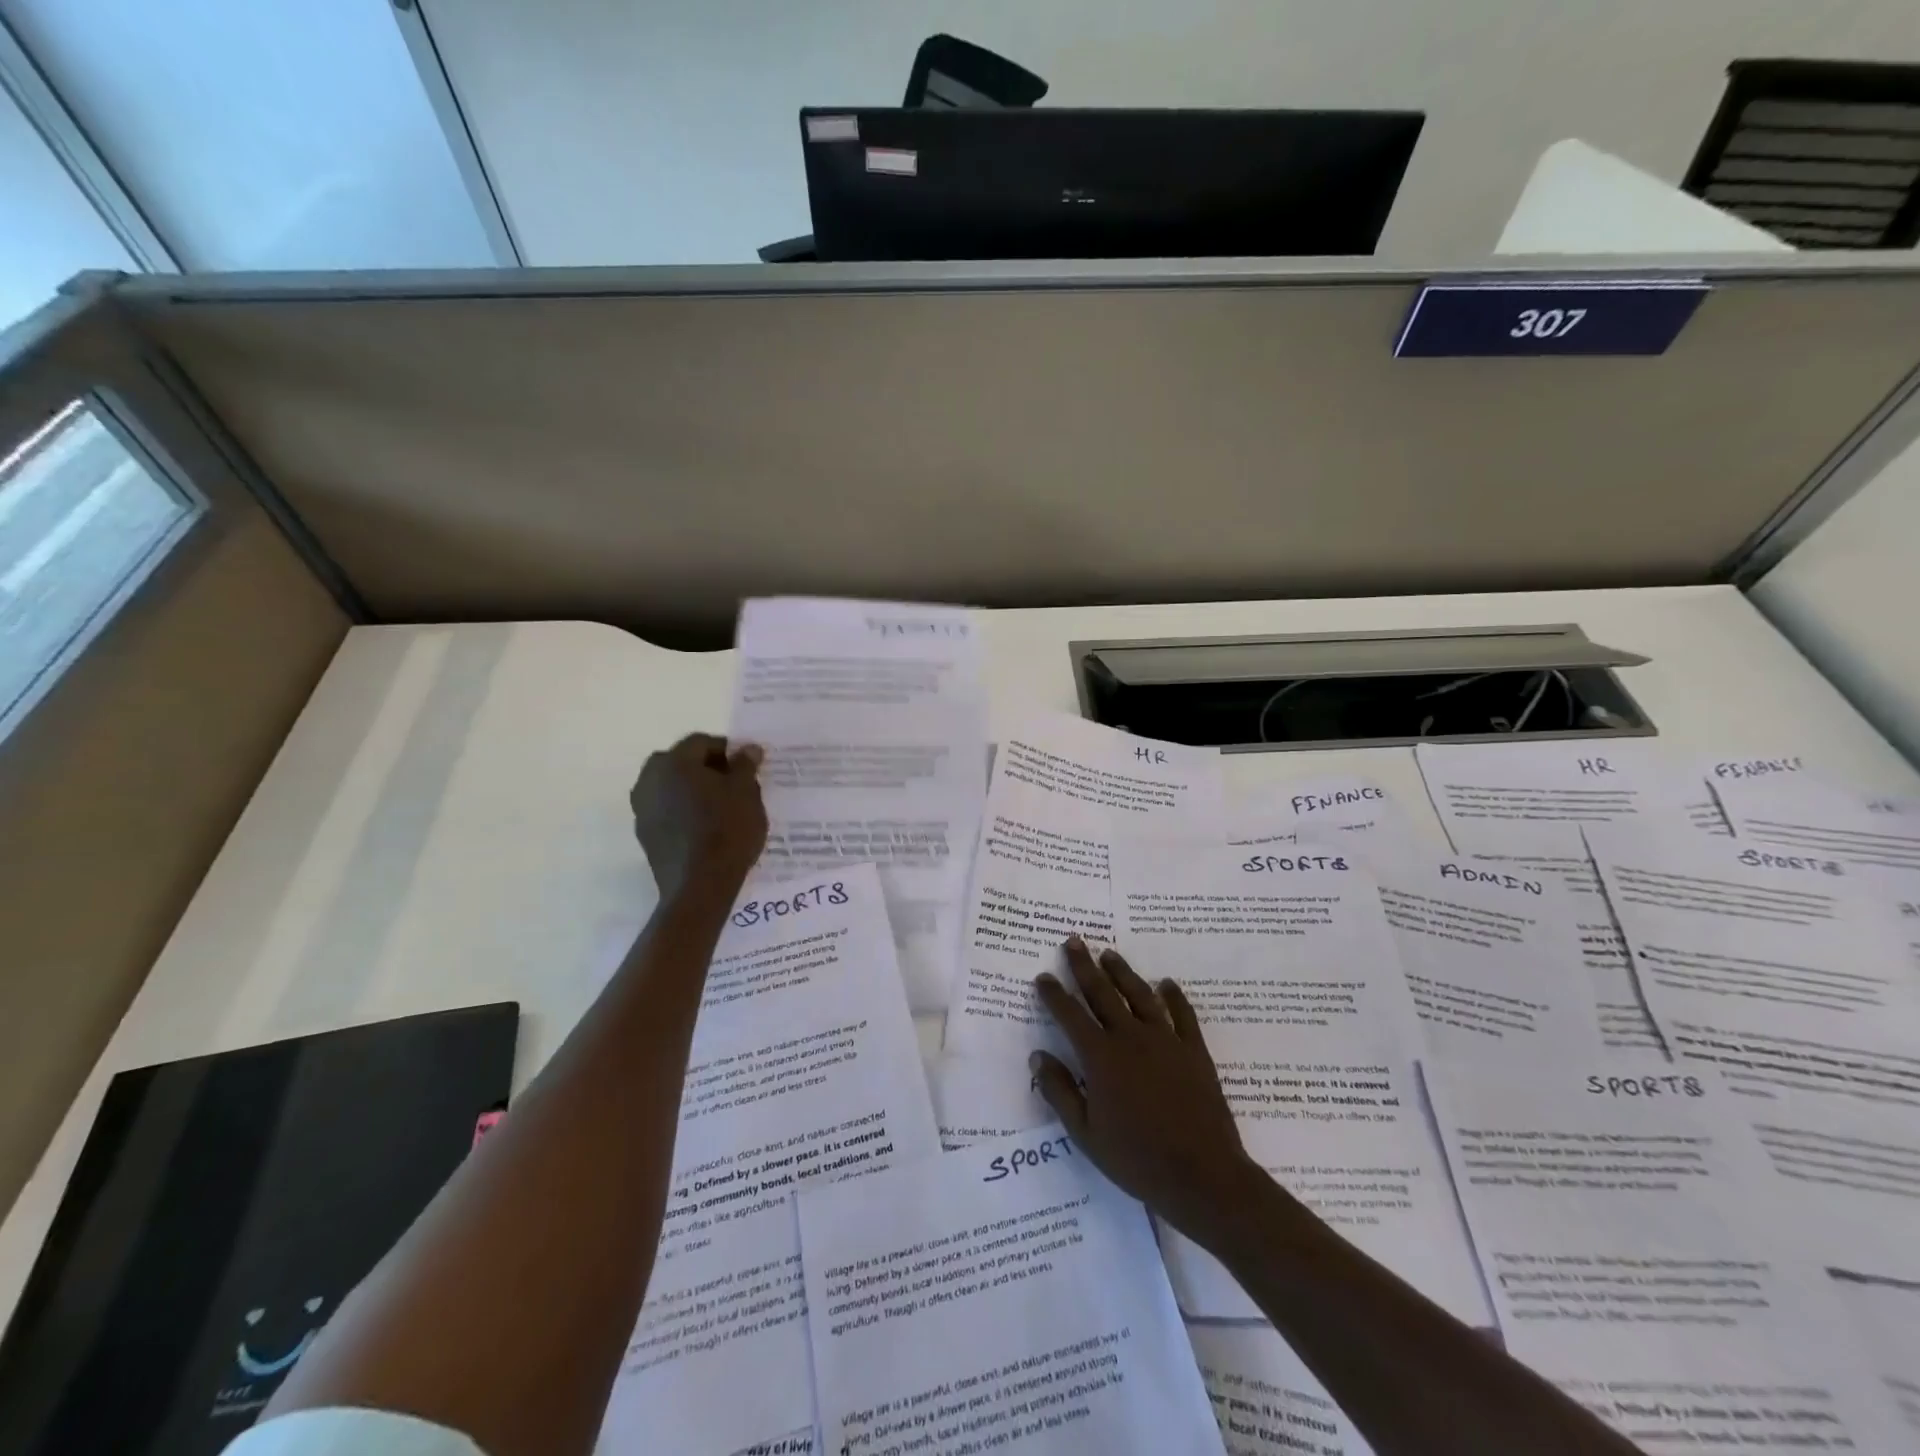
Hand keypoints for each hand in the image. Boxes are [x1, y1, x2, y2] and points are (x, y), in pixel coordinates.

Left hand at [630, 734, 767, 900]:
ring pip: (671, 787)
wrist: (700, 886)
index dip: (727, 749)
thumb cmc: (727, 829)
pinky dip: (683, 810)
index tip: (747, 765)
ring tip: (721, 805)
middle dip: (707, 768)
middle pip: (681, 762)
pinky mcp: (644, 834)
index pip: (702, 742)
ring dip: (693, 789)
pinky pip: (666, 810)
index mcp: (674, 762)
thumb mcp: (746, 792)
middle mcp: (650, 779)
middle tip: (733, 783)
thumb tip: (747, 749)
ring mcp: (642, 808)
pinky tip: (705, 826)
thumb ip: (745, 766)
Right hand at [1031, 939, 1264, 1246]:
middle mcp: (1131, 1038)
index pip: (1070, 1015)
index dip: (1054, 994)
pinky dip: (1174, 997)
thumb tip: (1037, 1056)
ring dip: (1123, 972)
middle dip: (1084, 966)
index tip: (1043, 977)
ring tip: (1109, 954)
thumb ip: (1060, 1092)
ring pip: (1140, 995)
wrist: (1203, 1176)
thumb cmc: (1138, 1160)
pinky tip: (1167, 984)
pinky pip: (1183, 1015)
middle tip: (1074, 941)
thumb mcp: (1086, 1134)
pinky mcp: (1194, 1051)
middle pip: (1103, 993)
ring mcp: (1166, 1041)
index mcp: (1101, 1057)